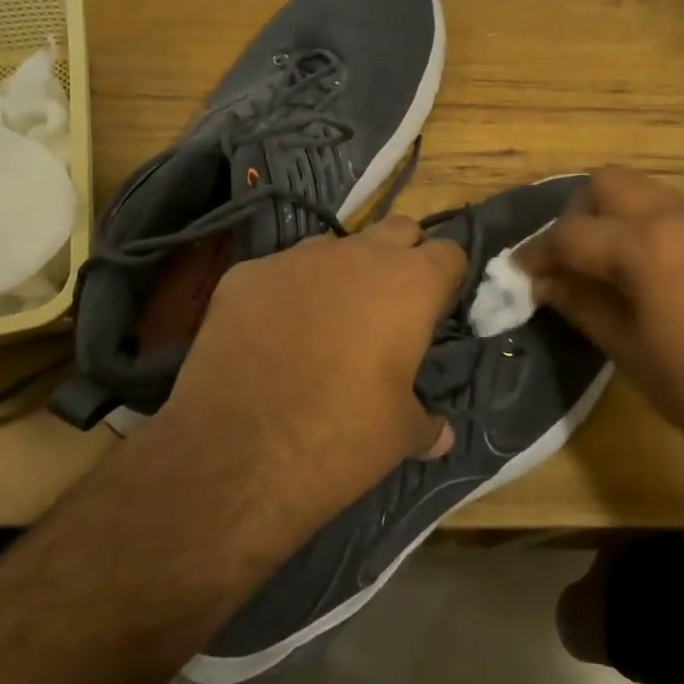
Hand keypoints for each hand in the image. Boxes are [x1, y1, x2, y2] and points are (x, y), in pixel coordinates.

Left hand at [160, 216, 465, 522]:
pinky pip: (279, 272)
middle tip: (390, 309)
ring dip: (341, 274)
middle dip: (401, 259)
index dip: (447, 280)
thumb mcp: (398, 437)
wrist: (233, 454)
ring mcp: (295, 259)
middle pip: (397, 230)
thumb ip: (426, 422)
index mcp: (408, 285)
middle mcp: (356, 256)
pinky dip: (285, 294)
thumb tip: (440, 434)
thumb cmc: (337, 439)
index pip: (449, 252)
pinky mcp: (245, 274)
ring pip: (334, 247)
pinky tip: (270, 337)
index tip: (437, 311)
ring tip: (327, 324)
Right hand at [516, 168, 683, 475]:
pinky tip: (648, 274)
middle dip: (576, 216)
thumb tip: (542, 281)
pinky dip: (648, 228)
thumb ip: (579, 303)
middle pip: (608, 184)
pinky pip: (677, 212)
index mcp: (647, 246)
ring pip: (645, 193)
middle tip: (566, 262)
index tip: (520, 275)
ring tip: (604, 269)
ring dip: (613, 218)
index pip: (571, 232)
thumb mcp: (628, 351)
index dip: (537, 253)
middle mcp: (681, 216)